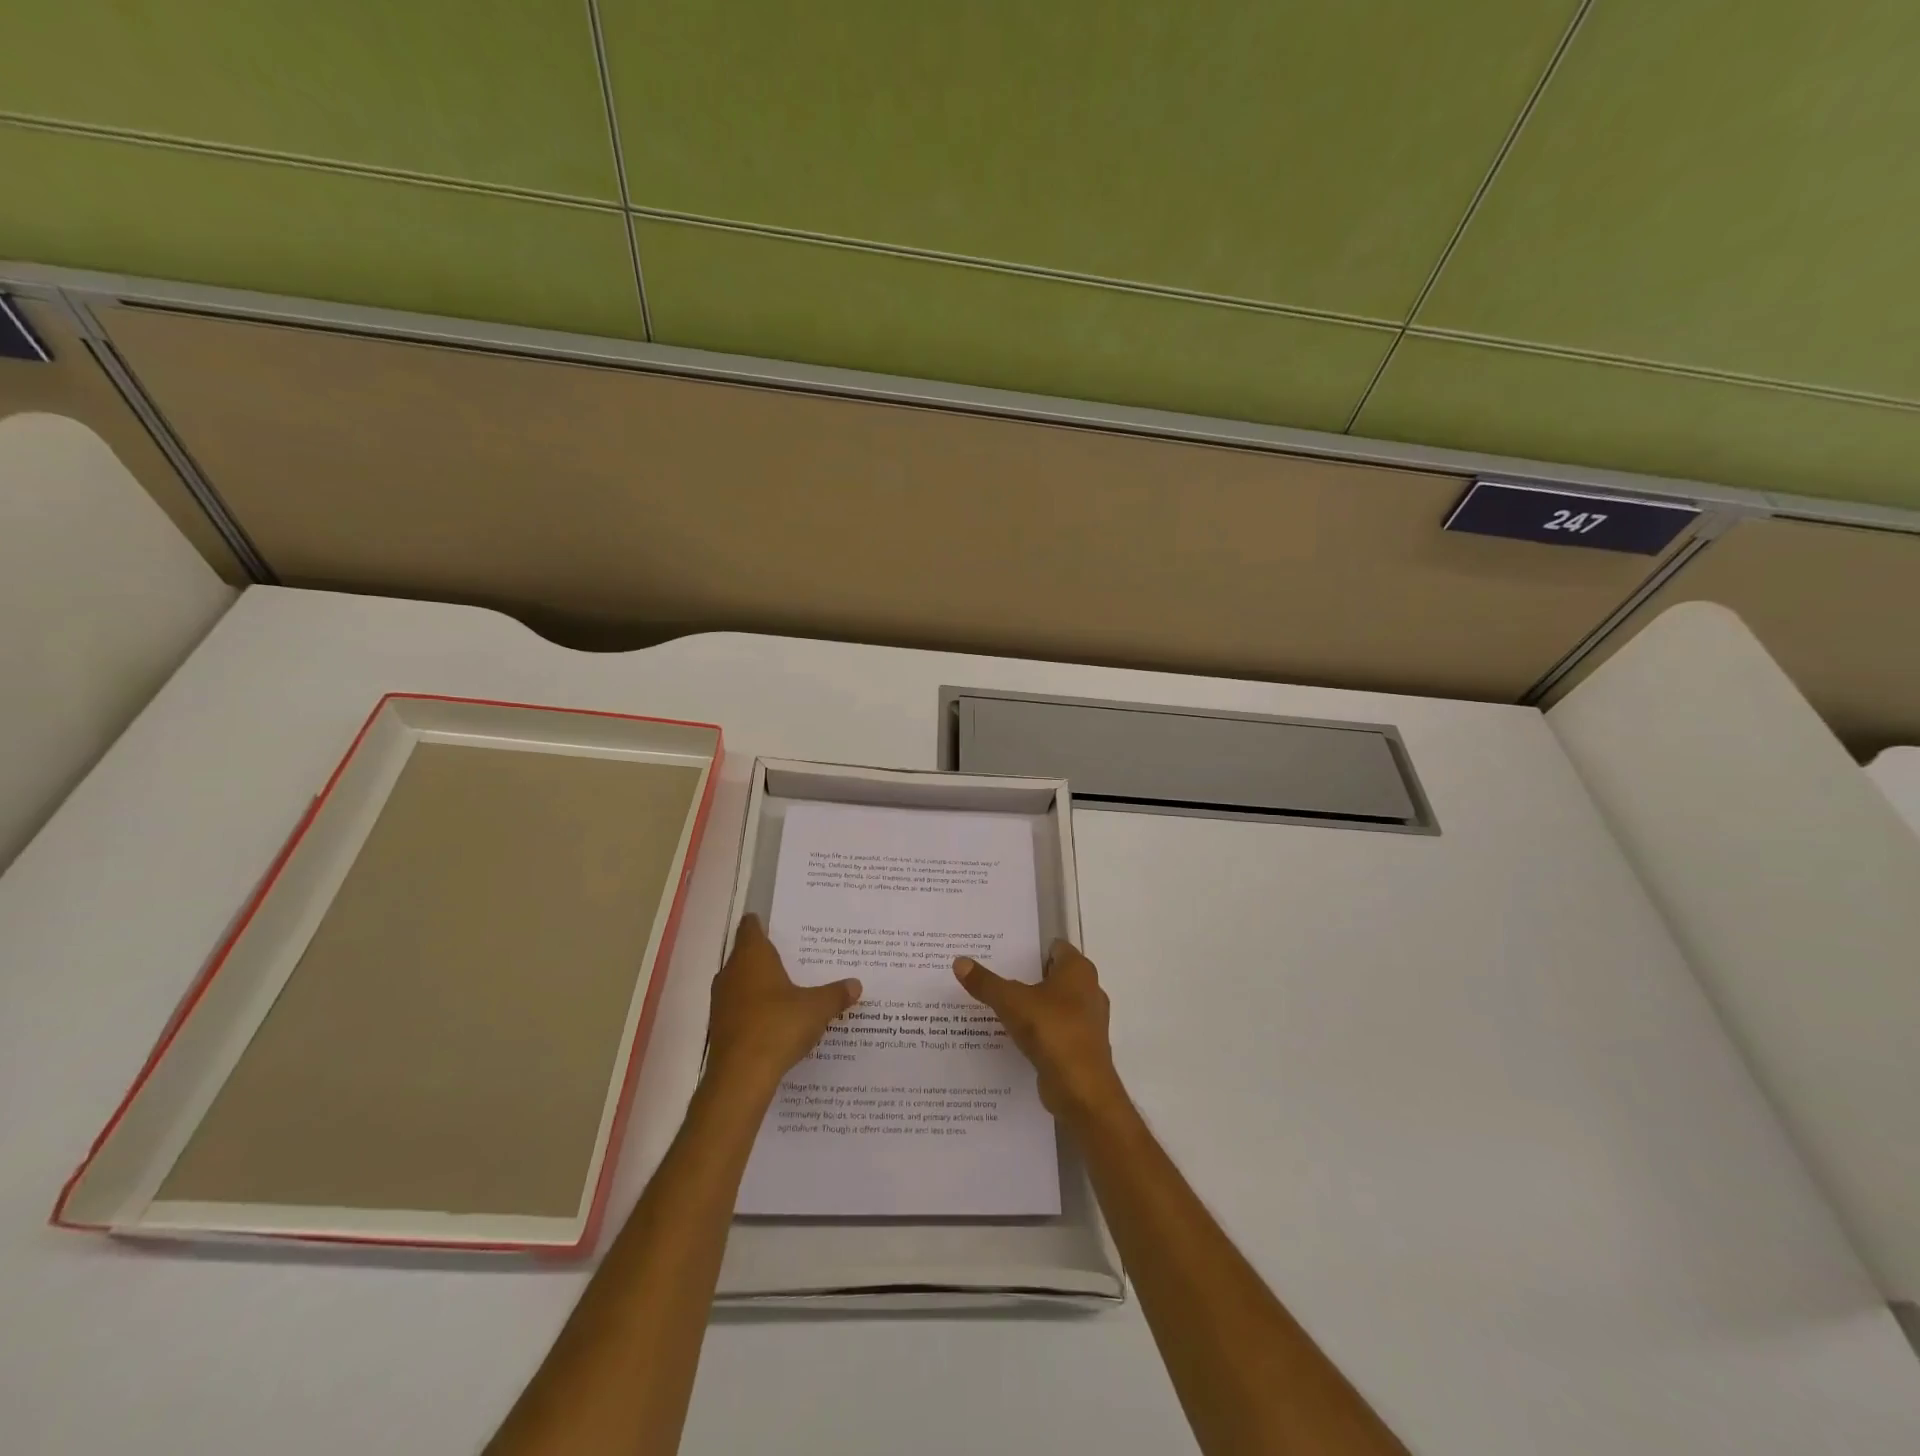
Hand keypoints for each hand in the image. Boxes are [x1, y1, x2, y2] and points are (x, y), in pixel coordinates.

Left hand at [706, 915, 861, 1096]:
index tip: (781, 924)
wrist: (740, 1078)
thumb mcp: (816, 1008)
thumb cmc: (778, 1026)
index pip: (751, 927)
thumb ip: (836, 994)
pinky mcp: (720, 1027)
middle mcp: (731, 973)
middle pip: (747, 954)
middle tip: (797, 955)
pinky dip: (756, 1008)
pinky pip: (740, 1007)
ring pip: (742, 982)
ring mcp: (722, 1001)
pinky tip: (777, 1019)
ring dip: (761, 983)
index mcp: (752, 956)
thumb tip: (856, 984)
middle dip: (768, 955)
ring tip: (790, 987)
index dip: (763, 922)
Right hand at [954, 940, 1122, 1119]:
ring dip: (1033, 1006)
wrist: (1081, 1088)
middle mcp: (1089, 990)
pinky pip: (1057, 1030)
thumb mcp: (1010, 1002)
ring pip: (1056, 1004)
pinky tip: (1015, 1036)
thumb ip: (985, 982)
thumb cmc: (1051, 1031)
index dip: (1030, 948)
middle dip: (1028, 977)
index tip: (1003, 953)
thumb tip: (959, 961)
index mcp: (1078, 970)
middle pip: (1054, 976)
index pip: (1055, 948)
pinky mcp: (1082, 1048)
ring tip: (1000, 1007)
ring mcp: (1088, 1021)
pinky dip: (1040, 1031)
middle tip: (995, 977)